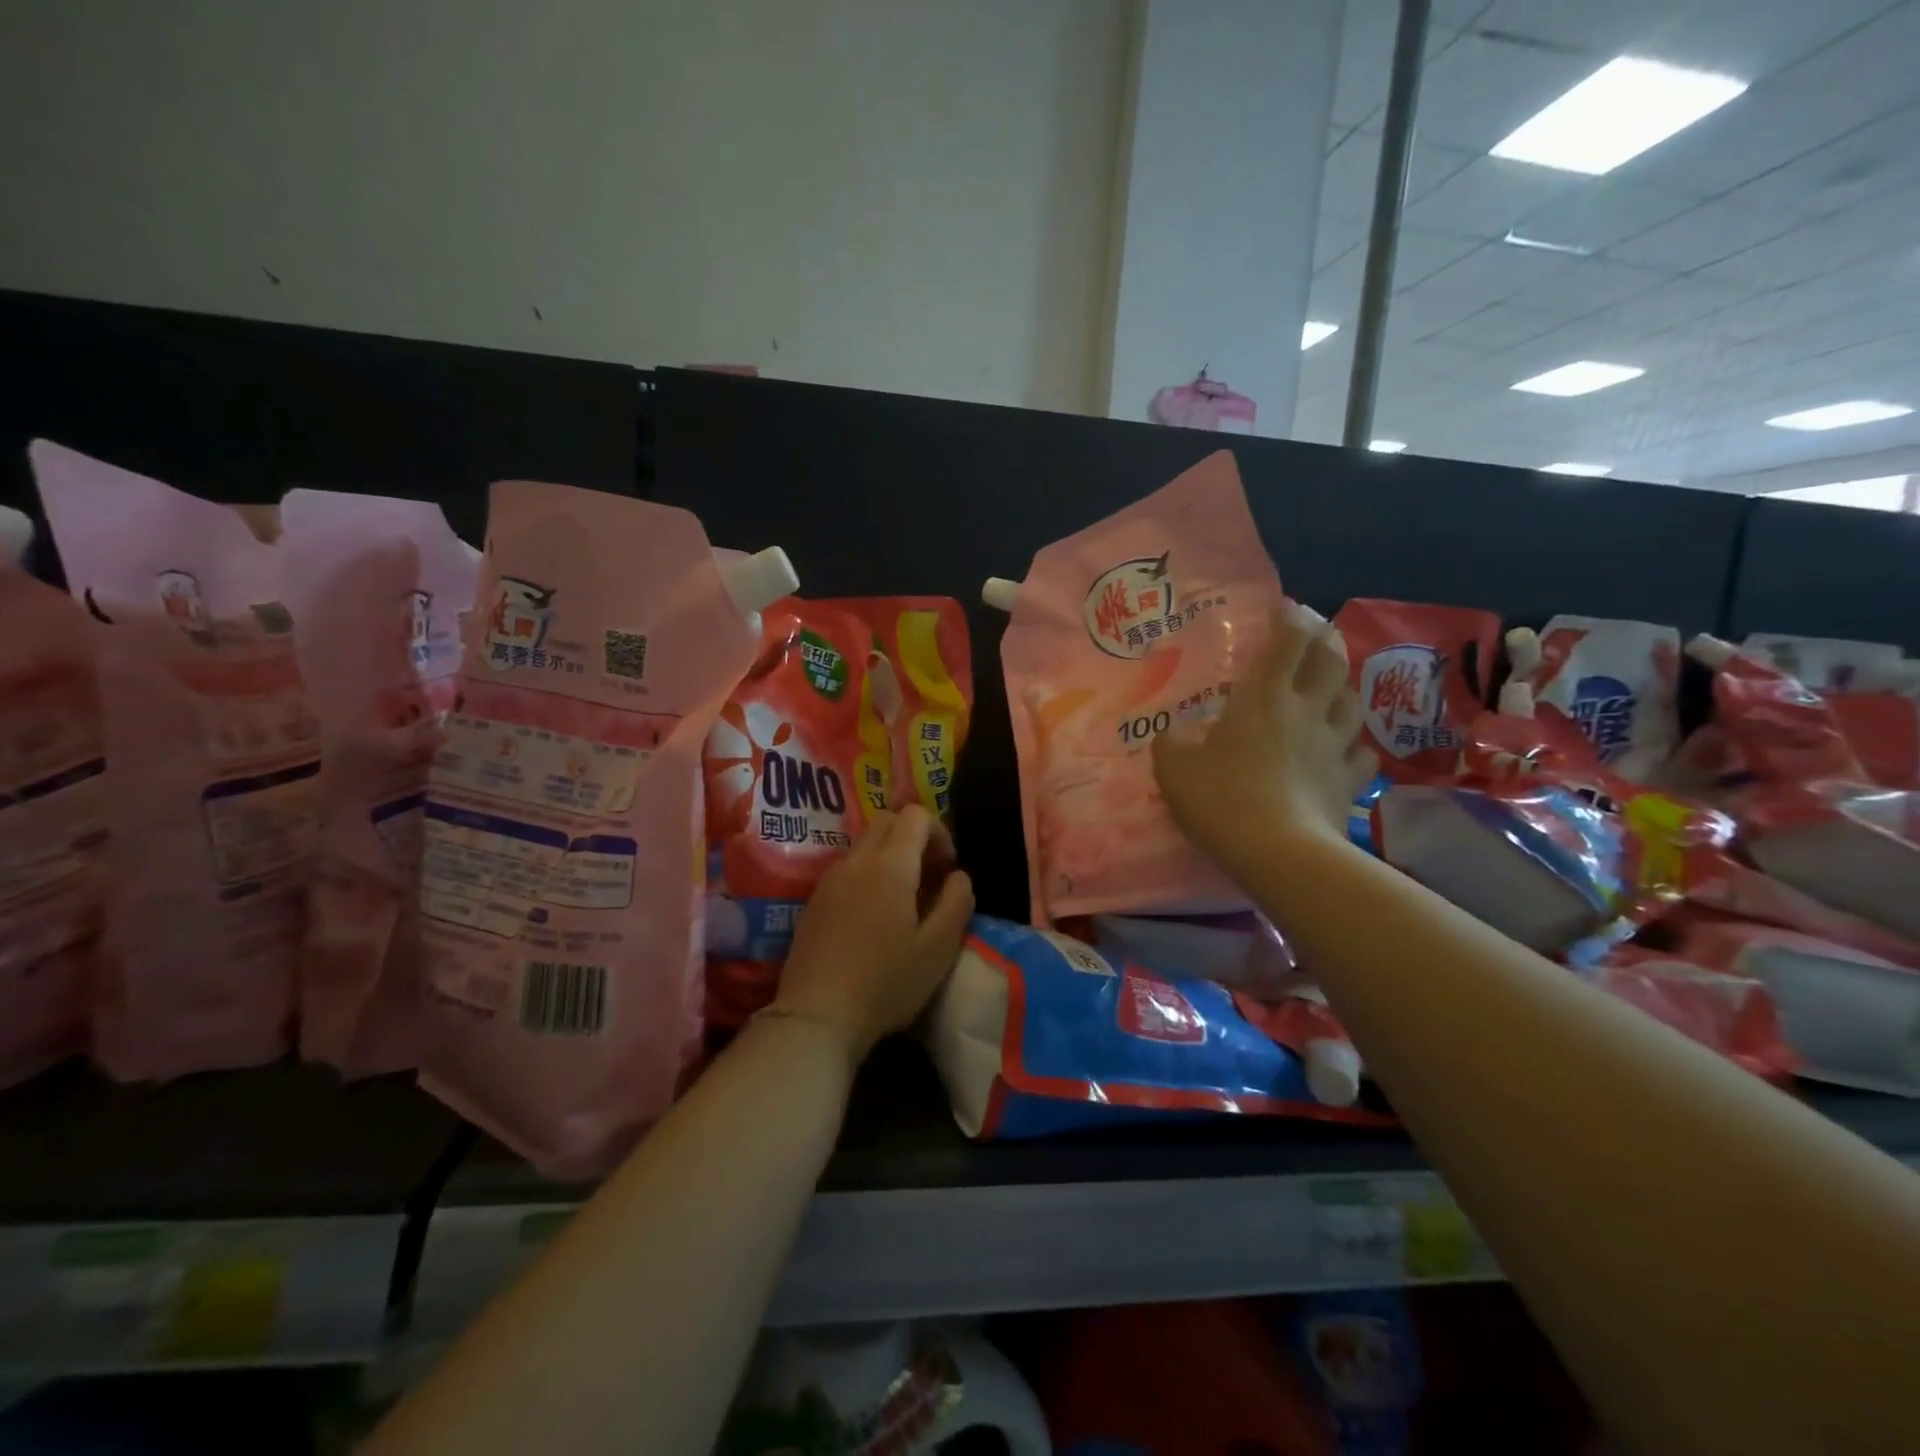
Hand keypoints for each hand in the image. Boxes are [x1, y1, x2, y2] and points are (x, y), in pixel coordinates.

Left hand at [771, 806, 975, 1061]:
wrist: (817, 1016)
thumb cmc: (886, 982)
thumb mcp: (939, 948)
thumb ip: (957, 902)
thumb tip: (958, 875)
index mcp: (890, 865)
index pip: (915, 815)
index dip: (939, 831)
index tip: (948, 867)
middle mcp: (856, 861)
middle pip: (887, 820)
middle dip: (914, 836)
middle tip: (930, 875)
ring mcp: (830, 879)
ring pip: (865, 844)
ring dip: (890, 855)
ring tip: (905, 899)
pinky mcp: (814, 900)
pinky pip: (847, 868)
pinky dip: (868, 873)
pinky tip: (874, 916)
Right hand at [1153, 603, 1374, 885]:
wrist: (1280, 854)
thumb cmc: (1222, 800)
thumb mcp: (1174, 770)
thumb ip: (1170, 745)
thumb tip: (1169, 735)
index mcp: (1265, 698)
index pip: (1287, 641)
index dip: (1290, 618)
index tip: (1284, 608)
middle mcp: (1307, 711)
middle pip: (1330, 662)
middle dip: (1325, 641)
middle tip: (1314, 636)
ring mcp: (1335, 746)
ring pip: (1352, 702)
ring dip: (1343, 688)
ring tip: (1331, 688)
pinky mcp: (1350, 782)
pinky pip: (1361, 752)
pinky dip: (1354, 743)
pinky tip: (1345, 748)